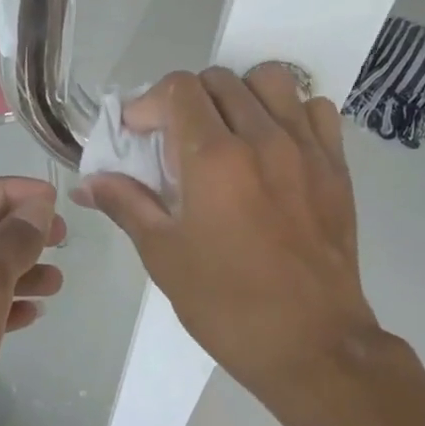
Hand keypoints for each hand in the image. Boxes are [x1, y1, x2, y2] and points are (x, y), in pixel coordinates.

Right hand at [74, 65, 381, 414]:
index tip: (139, 135)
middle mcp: (262, 138)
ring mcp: (306, 149)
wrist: (311, 345)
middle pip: (220, 80)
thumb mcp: (163, 256)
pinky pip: (316, 110)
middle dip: (187, 100)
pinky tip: (275, 146)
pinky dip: (290, 113)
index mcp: (214, 159)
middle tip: (176, 140)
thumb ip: (126, 205)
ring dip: (240, 95)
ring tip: (228, 132)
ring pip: (271, 82)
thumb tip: (88, 183)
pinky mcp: (336, 167)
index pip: (178, 89)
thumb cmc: (226, 305)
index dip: (150, 103)